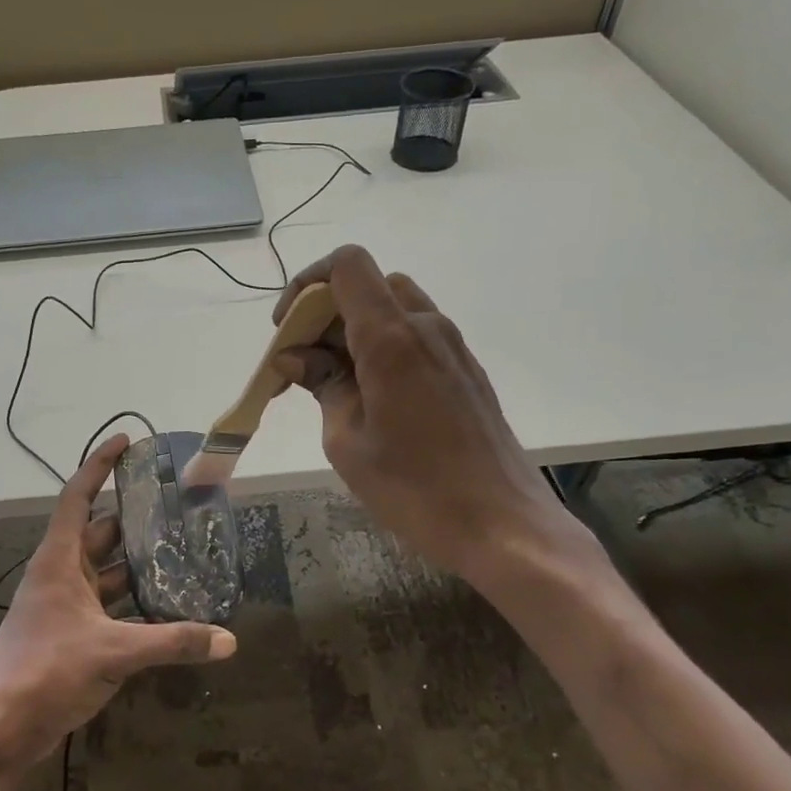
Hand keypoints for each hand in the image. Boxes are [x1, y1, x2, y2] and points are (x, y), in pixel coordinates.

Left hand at [0, 435, 236, 779]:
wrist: (1, 730)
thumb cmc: (47, 672)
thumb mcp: (114, 652)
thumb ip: (172, 642)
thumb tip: (228, 640)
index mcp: (59, 561)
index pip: (78, 496)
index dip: (99, 466)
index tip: (126, 442)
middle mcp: (60, 575)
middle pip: (100, 533)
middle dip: (135, 519)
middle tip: (177, 508)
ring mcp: (65, 606)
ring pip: (107, 572)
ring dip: (138, 564)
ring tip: (182, 553)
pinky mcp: (72, 634)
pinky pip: (109, 606)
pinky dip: (134, 603)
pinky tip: (167, 607)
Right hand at [272, 245, 595, 588]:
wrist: (502, 524)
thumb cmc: (414, 487)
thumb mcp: (347, 440)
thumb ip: (322, 385)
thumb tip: (295, 357)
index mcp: (391, 338)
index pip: (347, 266)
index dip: (307, 284)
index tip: (288, 330)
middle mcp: (426, 326)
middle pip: (369, 284)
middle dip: (327, 312)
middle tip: (304, 363)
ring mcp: (452, 347)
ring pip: (394, 308)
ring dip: (356, 329)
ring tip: (334, 382)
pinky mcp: (465, 370)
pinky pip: (416, 335)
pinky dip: (383, 346)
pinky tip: (372, 396)